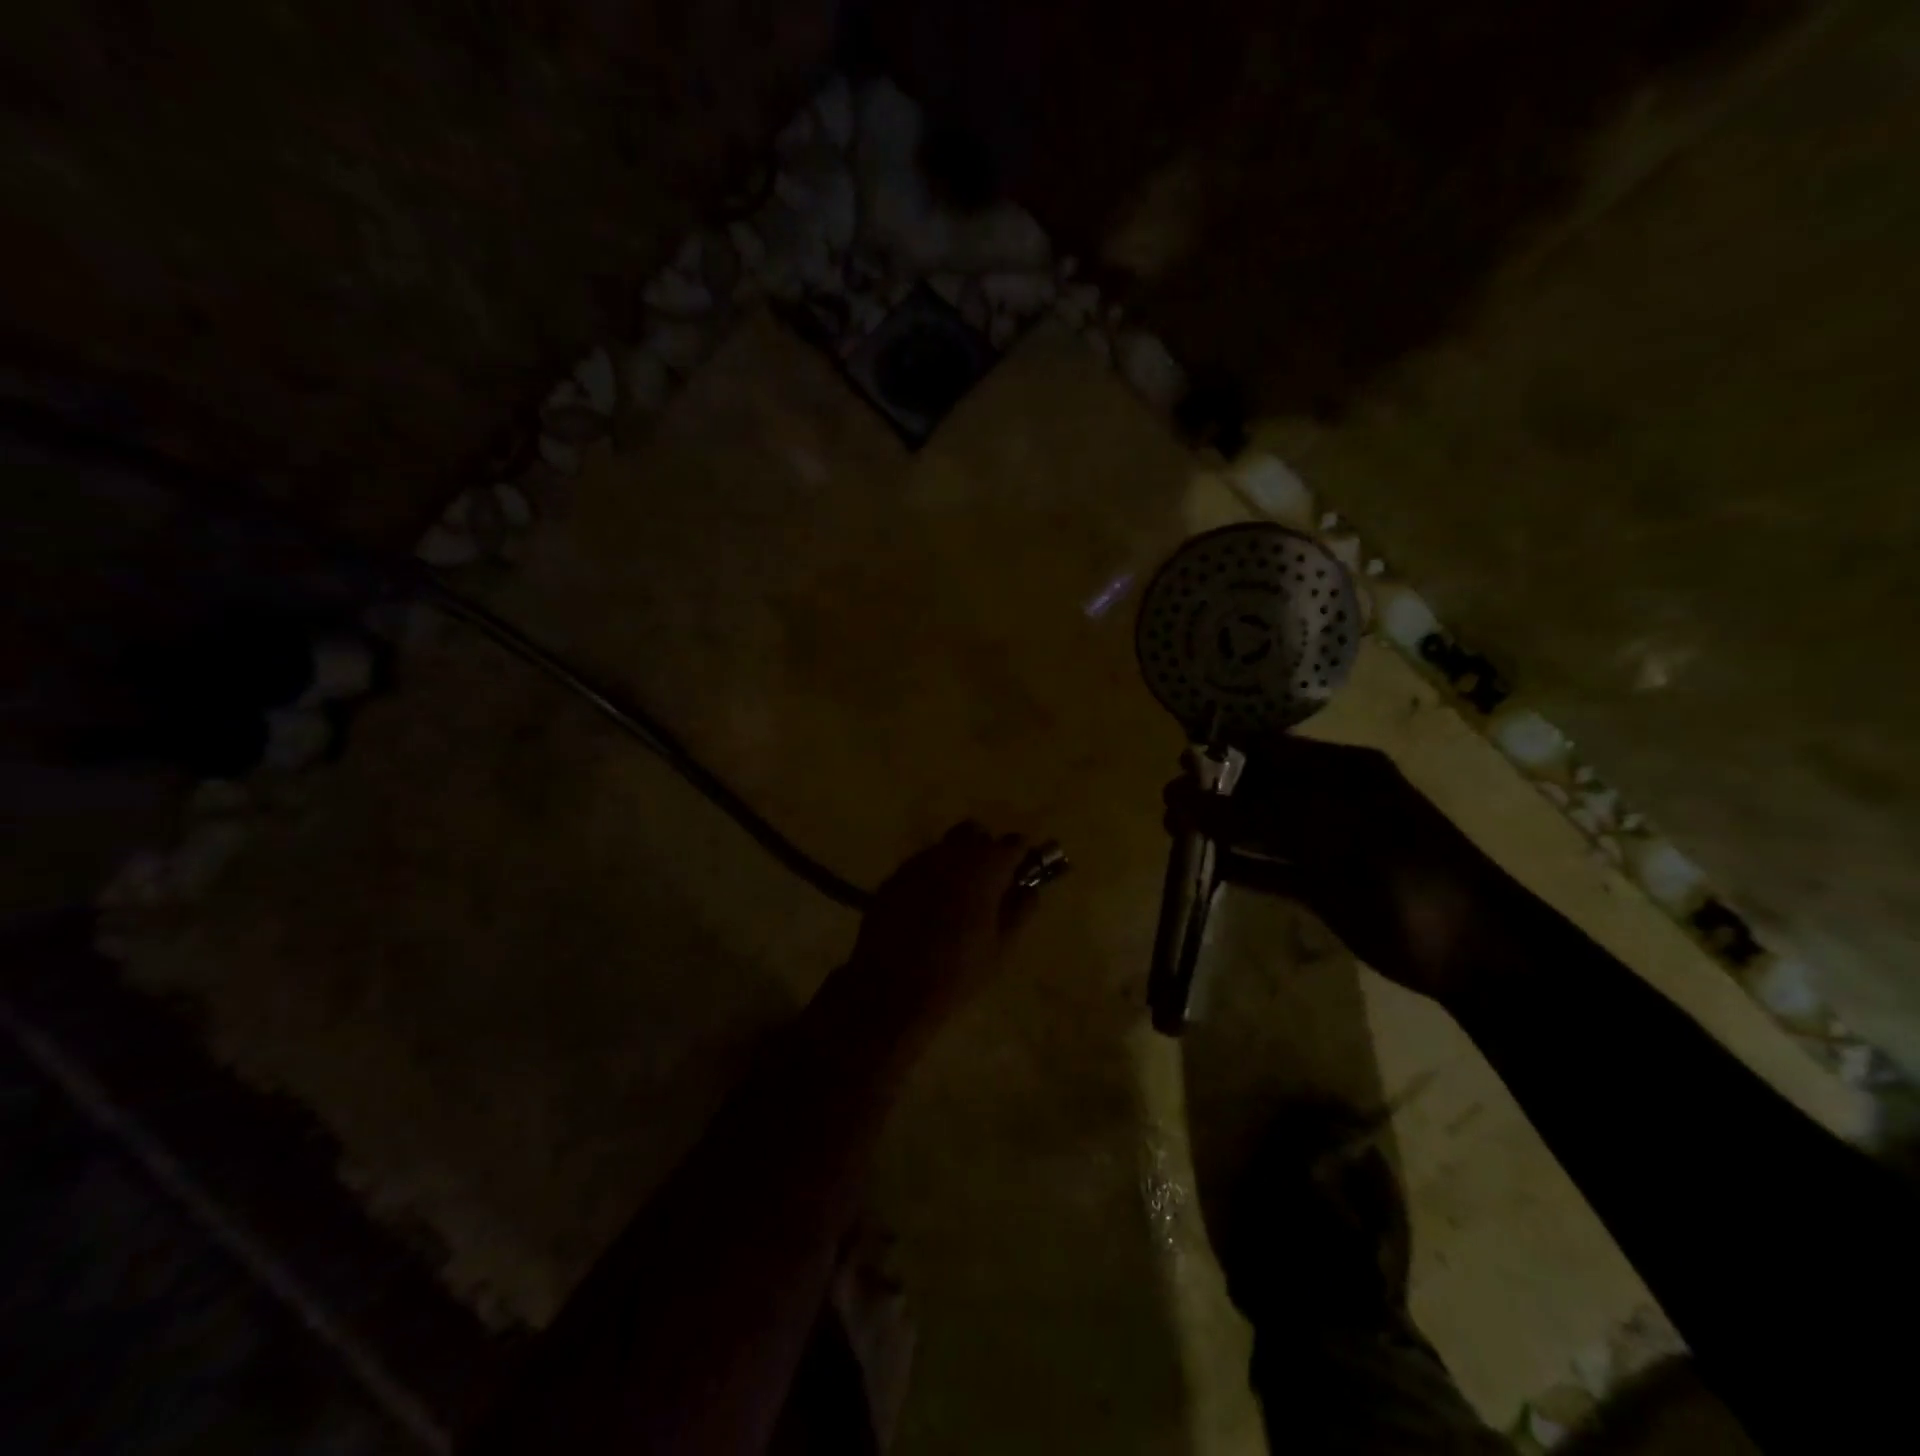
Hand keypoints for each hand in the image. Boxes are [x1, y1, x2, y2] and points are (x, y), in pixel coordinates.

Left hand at [845, 823, 1036, 1031]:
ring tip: (958, 899)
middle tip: (991, 884)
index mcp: (984, 869)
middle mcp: (951, 855)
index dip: (1021, 856)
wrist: (890, 989)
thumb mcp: (1000, 948)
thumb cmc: (956, 972)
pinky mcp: (894, 878)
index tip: (1023, 873)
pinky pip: (921, 866)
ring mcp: (918, 863)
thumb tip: (1029, 889)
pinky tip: (929, 909)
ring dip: (958, 862)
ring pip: (946, 847)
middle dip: (987, 850)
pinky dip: (932, 877)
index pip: (1013, 843)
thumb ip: (1020, 911)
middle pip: (975, 833)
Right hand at [1165, 738, 1525, 1003]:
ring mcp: (1326, 844)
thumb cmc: (1400, 869)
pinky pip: (1270, 868)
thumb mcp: (1323, 832)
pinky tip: (1203, 868)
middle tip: (1167, 804)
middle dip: (1213, 793)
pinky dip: (1238, 866)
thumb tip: (1180, 799)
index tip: (1178, 764)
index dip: (1223, 753)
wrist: (1470, 948)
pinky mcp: (1322, 885)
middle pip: (1259, 788)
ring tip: (1172, 831)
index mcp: (1340, 770)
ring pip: (1260, 829)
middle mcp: (1330, 799)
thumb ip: (1249, 816)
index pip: (1270, 749)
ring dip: (1219, 829)